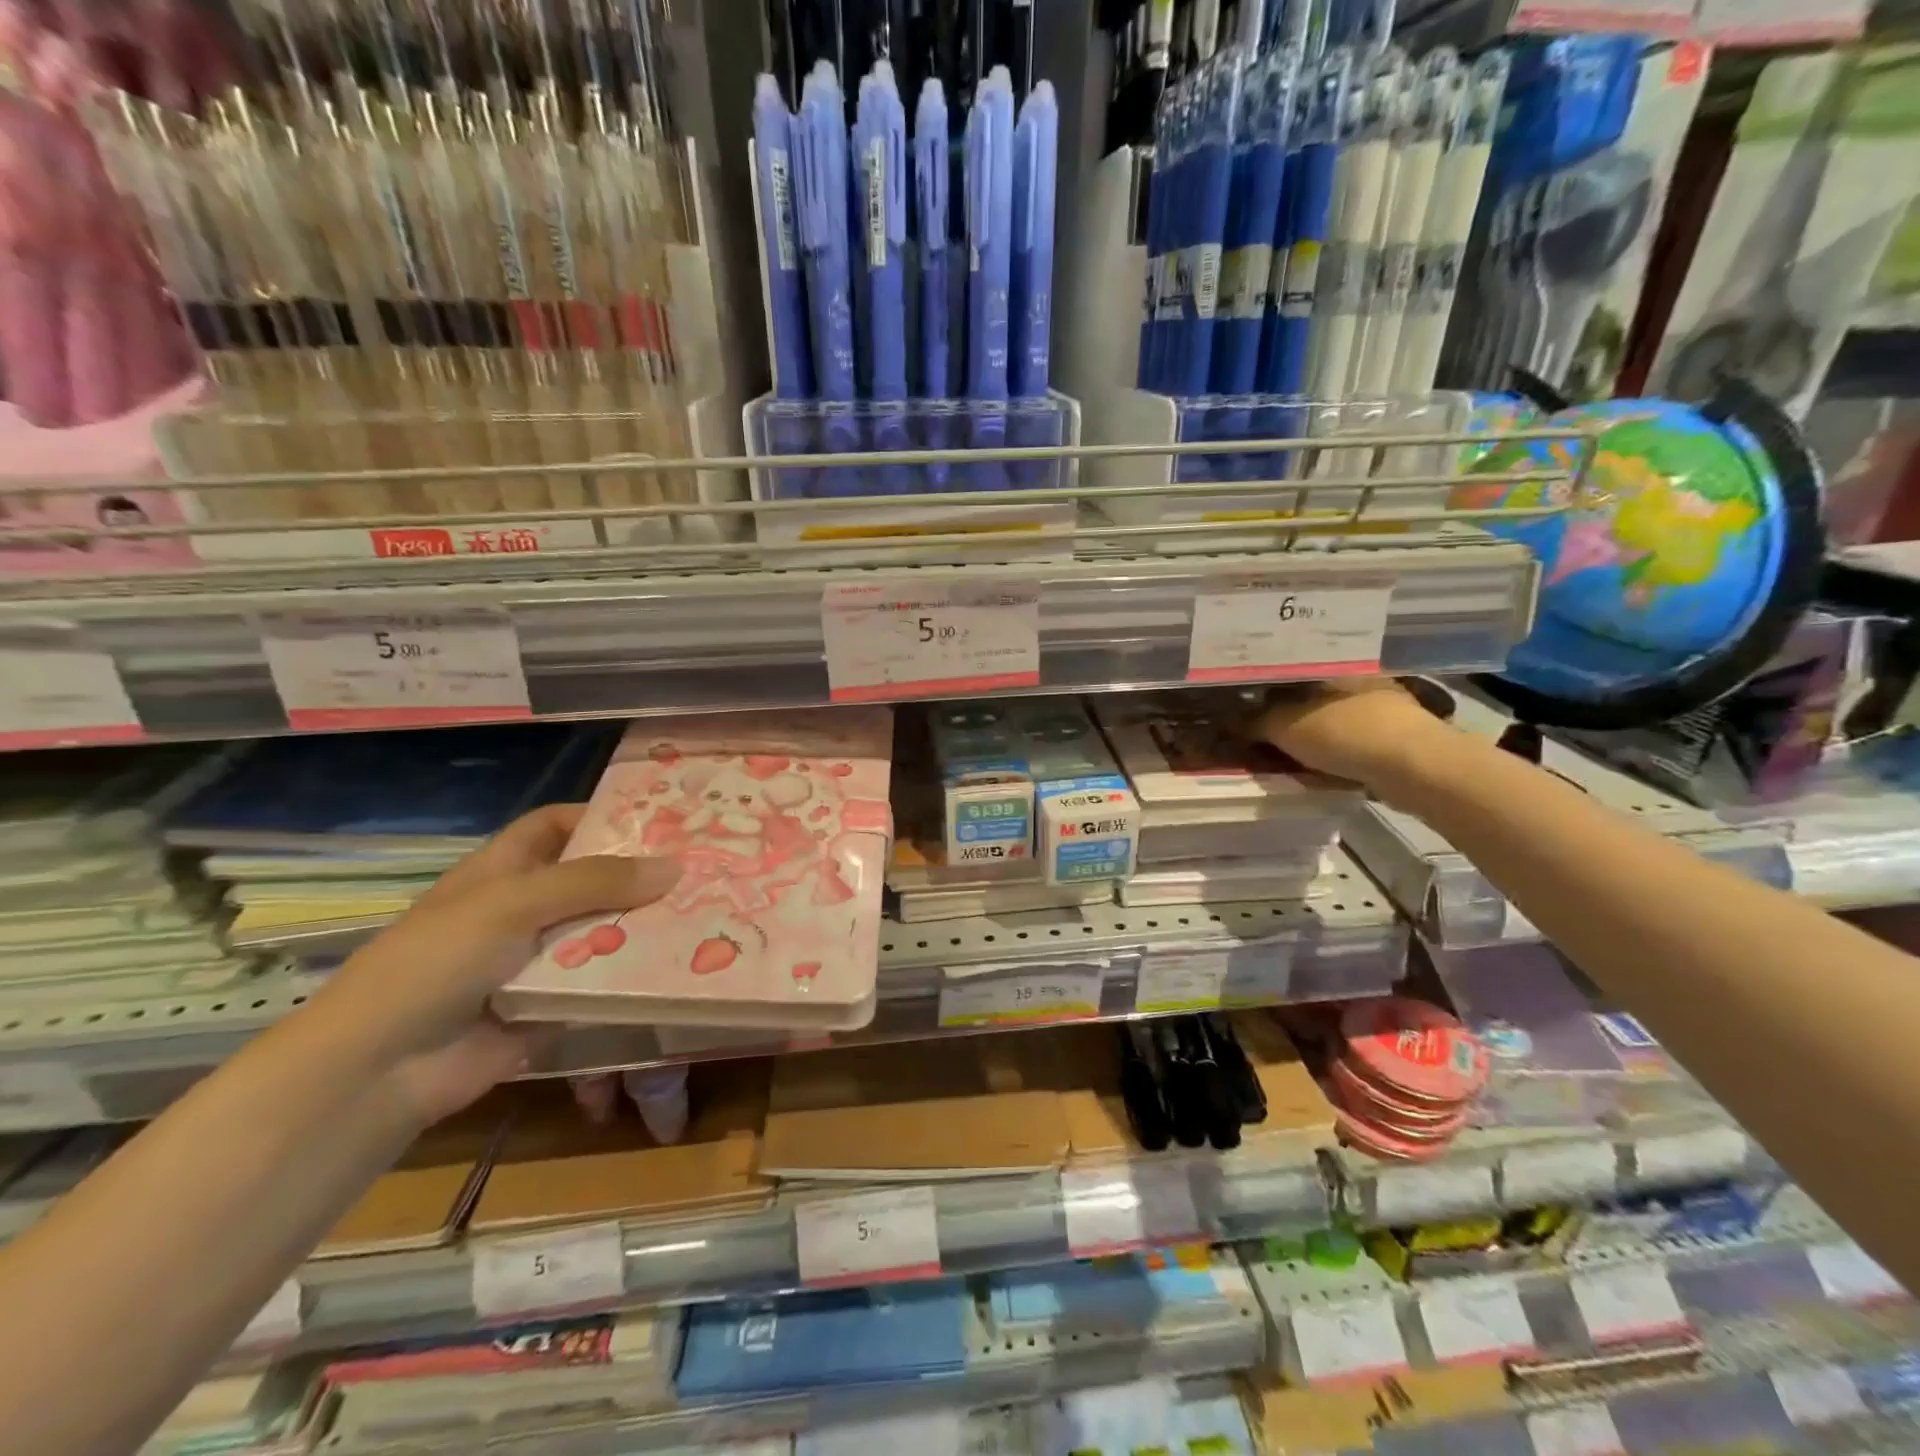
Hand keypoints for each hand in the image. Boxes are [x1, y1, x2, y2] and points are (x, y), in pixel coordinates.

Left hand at [305, 805, 680, 1126]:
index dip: (598, 815)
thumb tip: (675, 866)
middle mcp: (523, 909)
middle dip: (638, 873)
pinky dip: (635, 973)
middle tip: (701, 865)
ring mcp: (538, 959)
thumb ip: (594, 882)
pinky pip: (602, 980)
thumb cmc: (437, 962)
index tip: (659, 816)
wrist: (382, 1070)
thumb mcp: (513, 903)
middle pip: (590, 879)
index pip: (554, 826)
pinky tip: (682, 964)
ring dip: (645, 924)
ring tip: (706, 911)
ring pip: (602, 930)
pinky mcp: (553, 1003)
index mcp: (501, 872)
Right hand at [1255, 679, 1451, 792]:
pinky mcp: (1394, 735)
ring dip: (1308, 730)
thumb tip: (1228, 720)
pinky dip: (1330, 748)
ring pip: (1329, 714)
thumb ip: (1254, 722)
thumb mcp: (1285, 727)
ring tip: (1281, 749)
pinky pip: (1348, 738)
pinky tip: (1315, 763)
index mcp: (1331, 664)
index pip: (1286, 667)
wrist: (1416, 767)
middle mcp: (1357, 677)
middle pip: (1308, 692)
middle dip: (1284, 709)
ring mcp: (1381, 704)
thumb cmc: (1345, 734)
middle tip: (1257, 730)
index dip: (1260, 685)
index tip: (1240, 703)